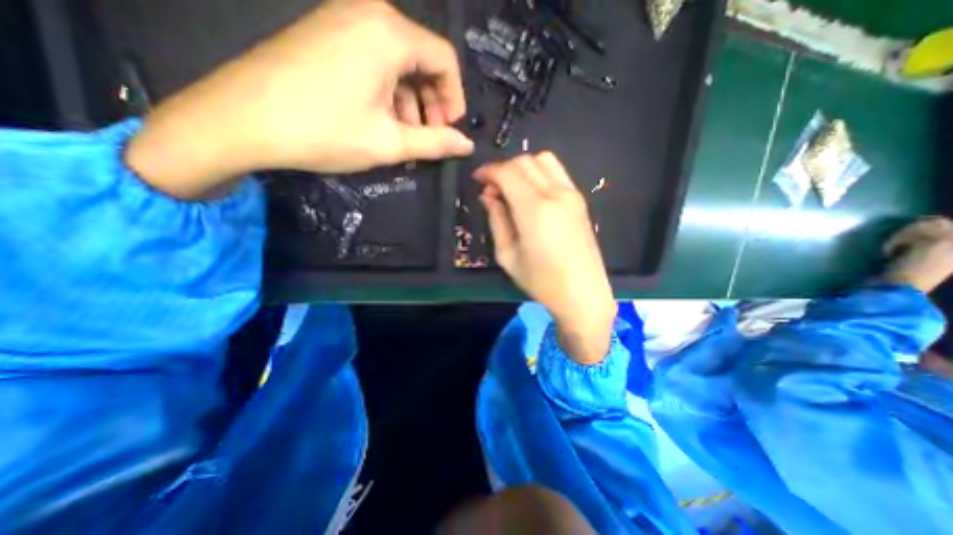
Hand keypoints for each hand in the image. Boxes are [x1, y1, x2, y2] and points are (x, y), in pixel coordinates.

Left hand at [125, 0, 471, 198]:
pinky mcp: (327, 34)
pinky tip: (382, 119)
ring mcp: (343, 20)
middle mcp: (369, 13)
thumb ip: (435, 142)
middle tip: (429, 136)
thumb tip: (467, 145)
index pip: (445, 59)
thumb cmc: (325, 131)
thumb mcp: (390, 143)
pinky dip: (388, 92)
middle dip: (433, 102)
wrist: (242, 121)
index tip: (450, 129)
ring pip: (399, 63)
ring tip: (406, 136)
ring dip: (411, 101)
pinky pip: (375, 61)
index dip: (455, 98)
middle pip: (422, 58)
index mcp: (389, 33)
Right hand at [472, 153, 614, 364]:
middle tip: (491, 188)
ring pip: (543, 160)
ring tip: (510, 187)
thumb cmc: (541, 281)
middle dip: (503, 168)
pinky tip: (530, 191)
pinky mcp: (579, 199)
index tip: (477, 179)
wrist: (583, 293)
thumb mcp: (507, 255)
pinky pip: (556, 171)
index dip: (489, 171)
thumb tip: (488, 195)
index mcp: (534, 210)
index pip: (508, 172)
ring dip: (521, 167)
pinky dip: (538, 172)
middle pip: (524, 161)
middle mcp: (555, 194)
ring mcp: (571, 194)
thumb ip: (497, 220)